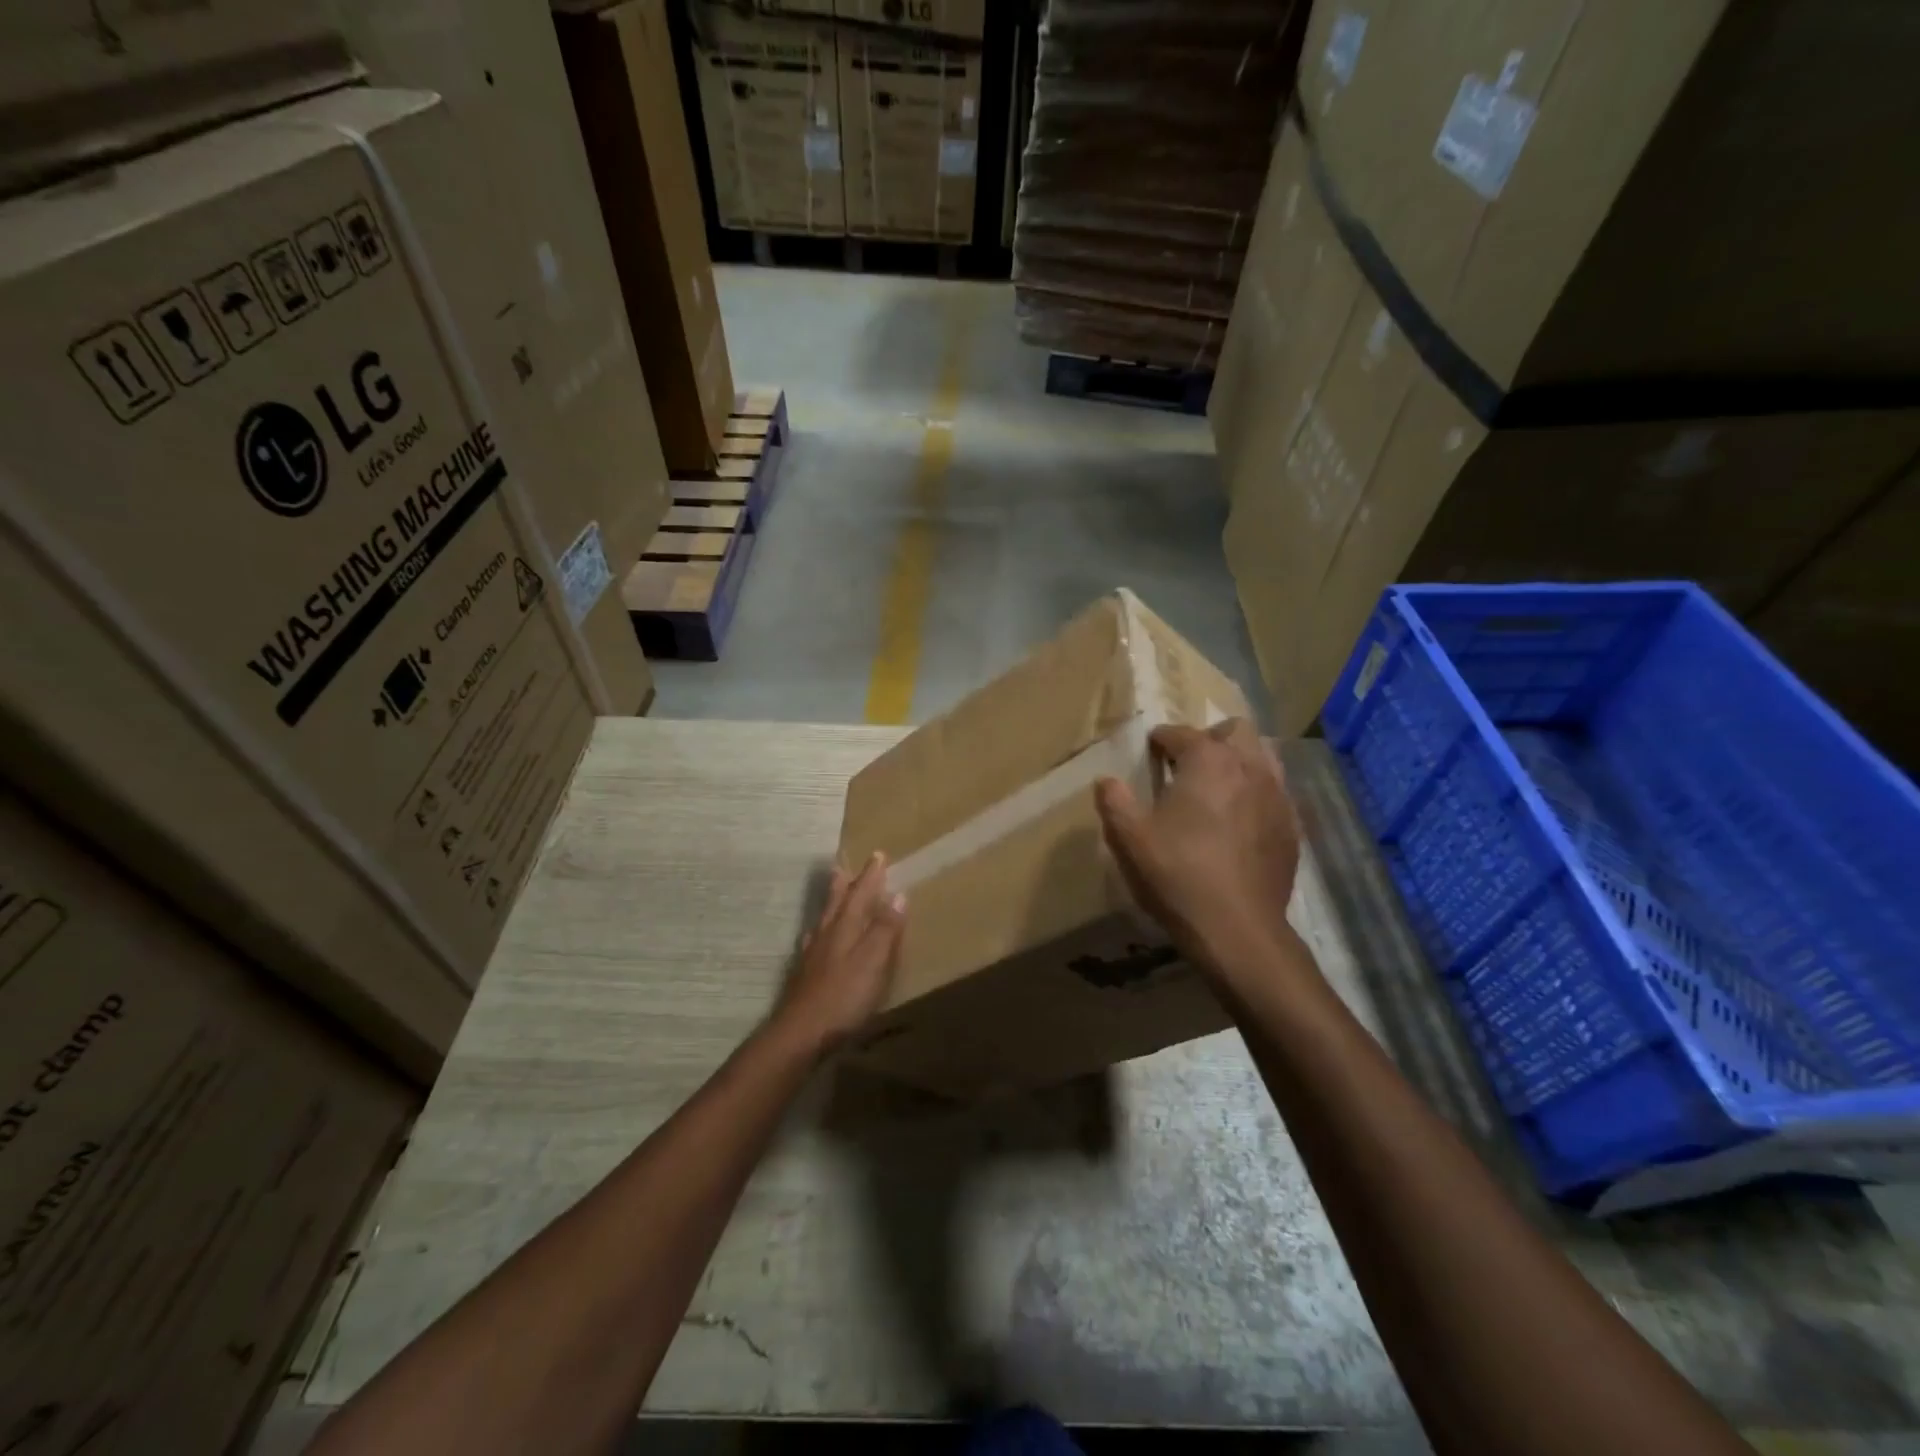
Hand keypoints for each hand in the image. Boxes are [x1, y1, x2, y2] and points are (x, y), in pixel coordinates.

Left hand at [773, 852, 905, 1055]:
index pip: (860, 894)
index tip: (878, 855)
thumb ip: (885, 929)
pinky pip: (815, 941)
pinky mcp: (805, 975)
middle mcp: (826, 934)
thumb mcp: (873, 961)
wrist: (800, 1034)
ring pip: (824, 919)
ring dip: (832, 903)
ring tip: (834, 893)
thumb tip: (898, 894)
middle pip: (836, 902)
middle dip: (845, 883)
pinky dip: (821, 931)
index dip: (870, 876)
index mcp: (845, 927)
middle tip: (844, 865)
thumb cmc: (843, 996)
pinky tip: (816, 939)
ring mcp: (812, 955)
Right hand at [1095, 720, 1302, 982]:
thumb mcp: (1129, 839)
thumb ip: (1115, 802)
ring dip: (1238, 762)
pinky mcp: (1292, 827)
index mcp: (1207, 761)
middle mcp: (1248, 767)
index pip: (1181, 733)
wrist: (1237, 929)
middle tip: (1187, 765)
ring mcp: (1277, 796)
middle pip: (1234, 731)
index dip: (1161, 739)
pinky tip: (1239, 822)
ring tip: (1216, 788)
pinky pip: (1275, 793)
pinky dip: (1256, 794)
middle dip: (1210, 739)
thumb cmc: (1177, 875)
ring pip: (1262, 757)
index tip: (1150, 751)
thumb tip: (1106, 781)